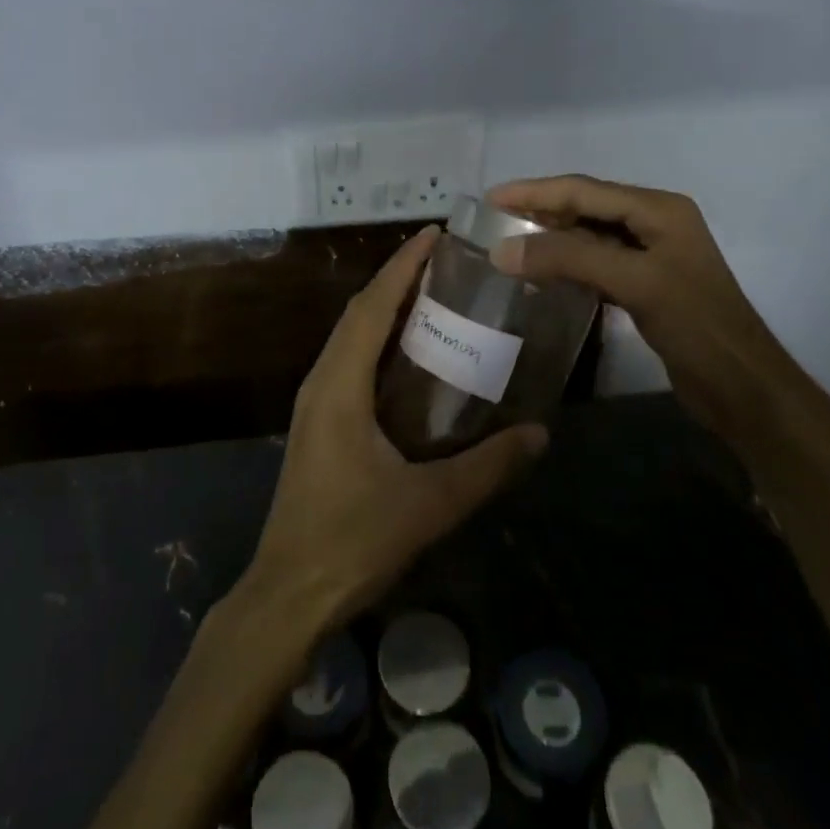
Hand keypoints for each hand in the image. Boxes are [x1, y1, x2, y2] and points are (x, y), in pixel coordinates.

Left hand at [242, 226, 547, 632]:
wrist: (290, 592)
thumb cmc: (353, 540)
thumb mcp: (429, 503)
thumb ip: (487, 467)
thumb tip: (539, 434)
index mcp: (339, 385)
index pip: (371, 306)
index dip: (402, 266)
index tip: (435, 235)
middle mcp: (321, 382)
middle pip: (358, 313)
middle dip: (397, 280)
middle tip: (446, 262)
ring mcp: (314, 404)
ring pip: (350, 337)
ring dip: (386, 309)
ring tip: (434, 296)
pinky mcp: (318, 424)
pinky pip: (349, 363)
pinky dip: (378, 342)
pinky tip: (410, 357)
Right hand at [487, 175, 829, 445]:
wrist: (742, 387)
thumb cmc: (696, 325)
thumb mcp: (634, 282)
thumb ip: (569, 259)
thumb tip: (502, 250)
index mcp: (659, 209)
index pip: (585, 190)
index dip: (535, 192)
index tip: (491, 198)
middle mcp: (655, 223)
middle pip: (586, 208)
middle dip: (540, 211)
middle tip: (493, 220)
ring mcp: (651, 256)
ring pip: (588, 237)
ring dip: (550, 239)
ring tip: (509, 245)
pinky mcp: (645, 286)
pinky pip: (596, 264)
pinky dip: (566, 266)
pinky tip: (541, 277)